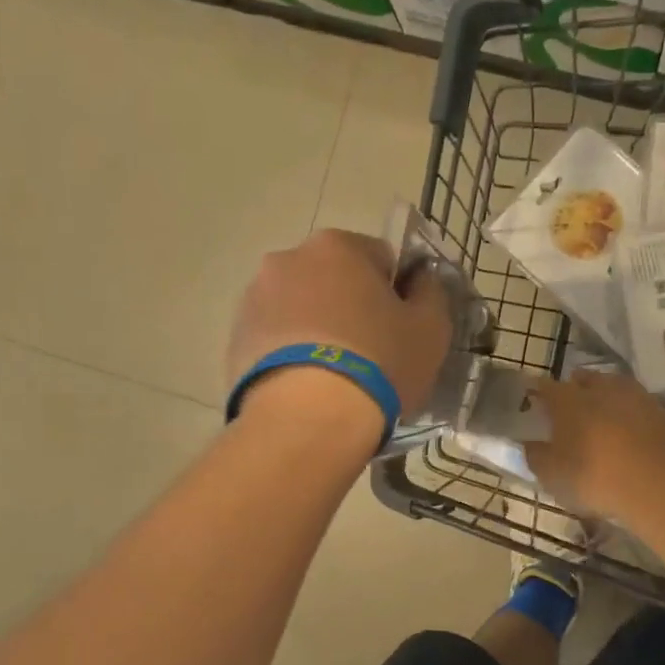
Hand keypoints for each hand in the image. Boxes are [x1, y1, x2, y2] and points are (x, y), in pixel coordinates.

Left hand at [226, 228, 452, 422]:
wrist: (309, 419)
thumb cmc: (379, 363)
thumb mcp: (430, 328)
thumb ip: (430, 292)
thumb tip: (419, 279)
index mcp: (338, 245)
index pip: (379, 257)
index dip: (395, 292)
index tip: (399, 327)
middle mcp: (288, 259)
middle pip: (332, 279)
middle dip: (349, 307)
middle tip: (368, 353)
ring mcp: (254, 298)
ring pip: (299, 308)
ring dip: (316, 329)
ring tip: (332, 377)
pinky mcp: (235, 339)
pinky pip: (274, 339)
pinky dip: (289, 355)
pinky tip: (305, 388)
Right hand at [523, 371, 664, 521]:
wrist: (660, 485)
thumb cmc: (594, 477)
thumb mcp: (553, 476)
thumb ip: (537, 457)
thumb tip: (530, 445)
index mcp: (569, 400)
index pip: (546, 387)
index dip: (538, 392)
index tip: (534, 399)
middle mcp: (603, 389)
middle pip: (586, 380)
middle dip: (577, 388)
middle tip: (571, 406)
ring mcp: (639, 398)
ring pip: (618, 389)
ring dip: (610, 398)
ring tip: (605, 416)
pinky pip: (644, 410)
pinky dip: (637, 417)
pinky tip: (636, 432)